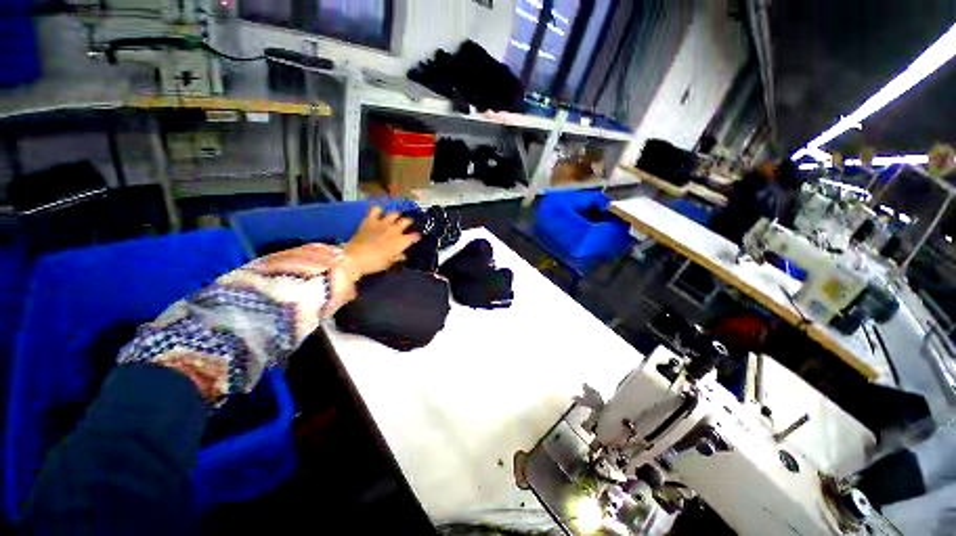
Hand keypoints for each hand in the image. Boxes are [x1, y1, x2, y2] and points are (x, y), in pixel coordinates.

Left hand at [343, 207, 419, 276]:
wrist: (355, 257)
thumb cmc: (375, 263)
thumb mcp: (389, 263)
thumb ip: (397, 257)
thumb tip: (402, 255)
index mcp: (401, 242)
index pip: (414, 236)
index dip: (416, 236)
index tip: (416, 237)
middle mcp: (395, 230)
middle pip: (406, 221)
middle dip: (408, 222)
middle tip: (407, 223)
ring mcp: (382, 223)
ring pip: (394, 213)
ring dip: (396, 215)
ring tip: (395, 217)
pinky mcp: (370, 220)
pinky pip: (376, 209)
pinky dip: (378, 210)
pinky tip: (378, 212)